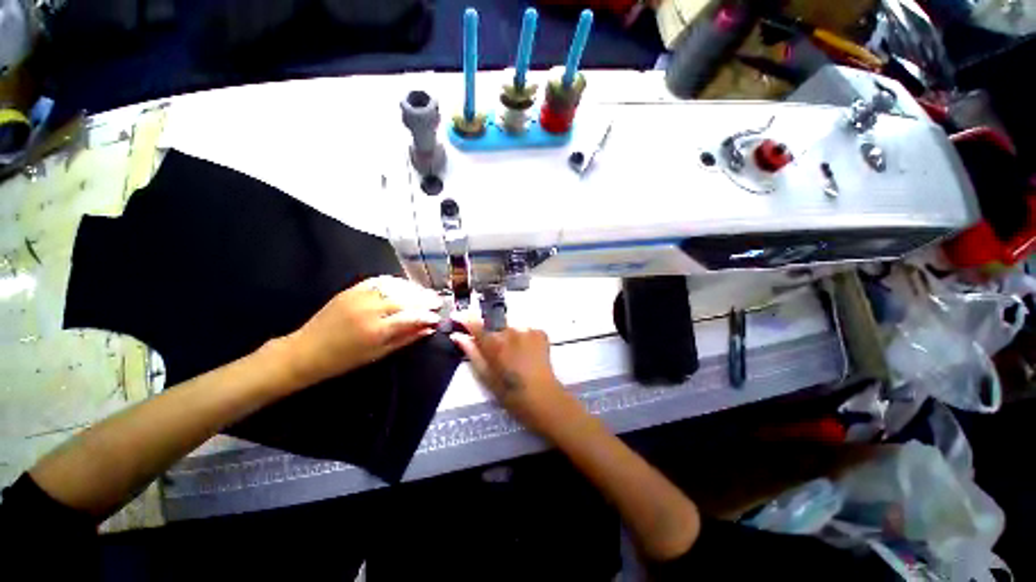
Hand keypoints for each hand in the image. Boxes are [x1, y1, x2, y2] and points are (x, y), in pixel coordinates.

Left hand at [280, 276, 442, 387]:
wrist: (306, 351)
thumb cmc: (344, 359)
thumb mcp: (378, 354)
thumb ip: (406, 339)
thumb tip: (428, 329)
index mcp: (376, 330)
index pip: (411, 317)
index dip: (427, 316)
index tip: (438, 317)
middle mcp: (370, 309)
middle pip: (405, 299)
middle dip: (425, 299)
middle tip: (437, 301)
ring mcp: (360, 296)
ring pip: (394, 287)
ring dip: (413, 289)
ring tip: (424, 293)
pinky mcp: (351, 290)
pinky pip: (379, 280)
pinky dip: (395, 282)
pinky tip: (404, 285)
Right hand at [450, 316, 573, 433]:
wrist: (542, 397)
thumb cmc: (510, 392)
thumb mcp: (486, 375)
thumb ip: (471, 352)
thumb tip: (457, 336)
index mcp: (493, 342)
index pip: (474, 322)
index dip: (464, 317)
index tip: (458, 316)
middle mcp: (509, 330)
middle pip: (494, 325)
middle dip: (492, 334)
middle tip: (499, 353)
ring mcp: (527, 329)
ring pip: (511, 328)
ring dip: (509, 337)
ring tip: (516, 355)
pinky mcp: (540, 332)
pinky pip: (526, 330)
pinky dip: (524, 339)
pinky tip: (527, 353)